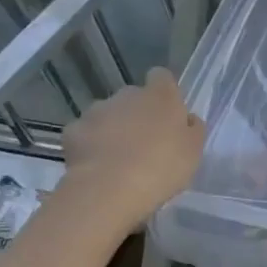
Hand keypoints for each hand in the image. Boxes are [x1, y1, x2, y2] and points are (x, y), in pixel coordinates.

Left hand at [61, 68, 204, 215]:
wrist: (110, 189)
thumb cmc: (162, 167)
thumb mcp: (194, 151)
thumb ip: (192, 129)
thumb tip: (187, 119)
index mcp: (160, 96)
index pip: (162, 77)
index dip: (165, 91)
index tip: (168, 112)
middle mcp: (127, 95)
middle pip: (134, 97)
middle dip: (138, 114)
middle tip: (146, 143)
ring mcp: (96, 111)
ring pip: (108, 114)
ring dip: (114, 128)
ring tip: (119, 159)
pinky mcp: (73, 131)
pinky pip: (86, 133)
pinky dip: (91, 144)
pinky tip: (97, 166)